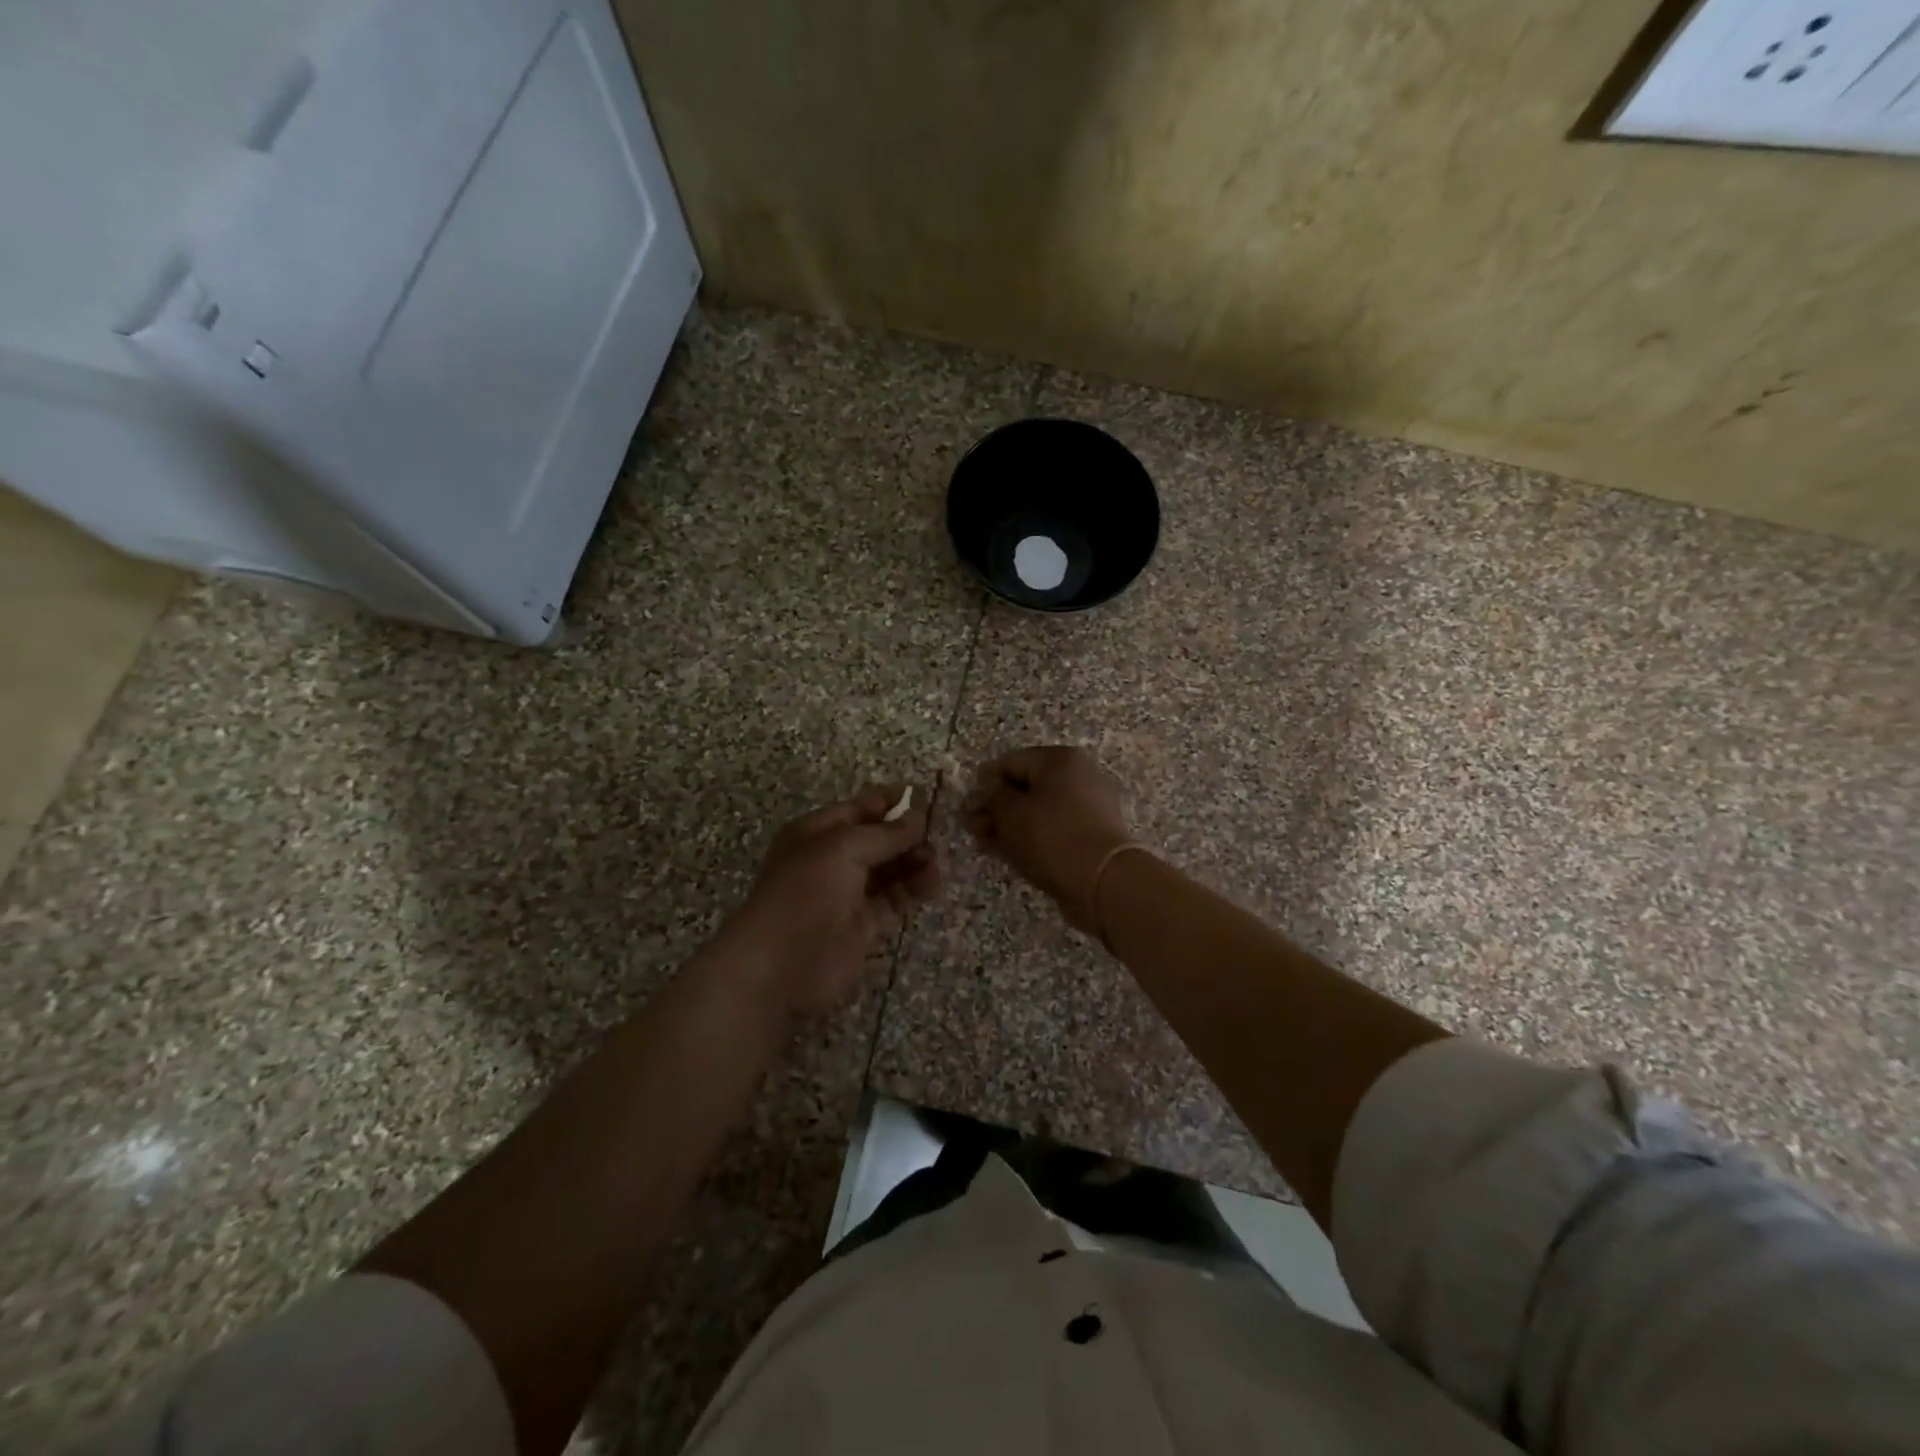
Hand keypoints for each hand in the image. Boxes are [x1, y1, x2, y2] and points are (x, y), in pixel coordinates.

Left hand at [720, 786, 942, 1018]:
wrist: (780, 966)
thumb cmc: (805, 893)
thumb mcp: (843, 849)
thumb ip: (885, 833)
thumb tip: (919, 817)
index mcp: (817, 833)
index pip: (859, 808)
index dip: (890, 801)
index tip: (926, 797)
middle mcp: (833, 860)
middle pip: (878, 839)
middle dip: (907, 834)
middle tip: (936, 836)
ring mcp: (849, 893)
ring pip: (890, 869)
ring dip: (915, 861)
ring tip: (936, 863)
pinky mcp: (865, 924)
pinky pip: (894, 898)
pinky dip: (914, 888)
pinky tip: (933, 882)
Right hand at [963, 747, 1135, 934]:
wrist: (1103, 881)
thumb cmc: (1052, 836)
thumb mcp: (1010, 813)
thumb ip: (991, 799)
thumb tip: (984, 793)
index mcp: (1061, 760)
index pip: (1011, 762)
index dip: (984, 783)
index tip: (967, 807)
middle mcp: (1079, 776)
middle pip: (1026, 787)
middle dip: (996, 808)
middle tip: (973, 829)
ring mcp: (1089, 807)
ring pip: (1038, 811)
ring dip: (1010, 826)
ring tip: (985, 844)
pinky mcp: (1092, 836)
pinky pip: (1053, 830)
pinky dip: (1031, 839)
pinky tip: (1009, 854)